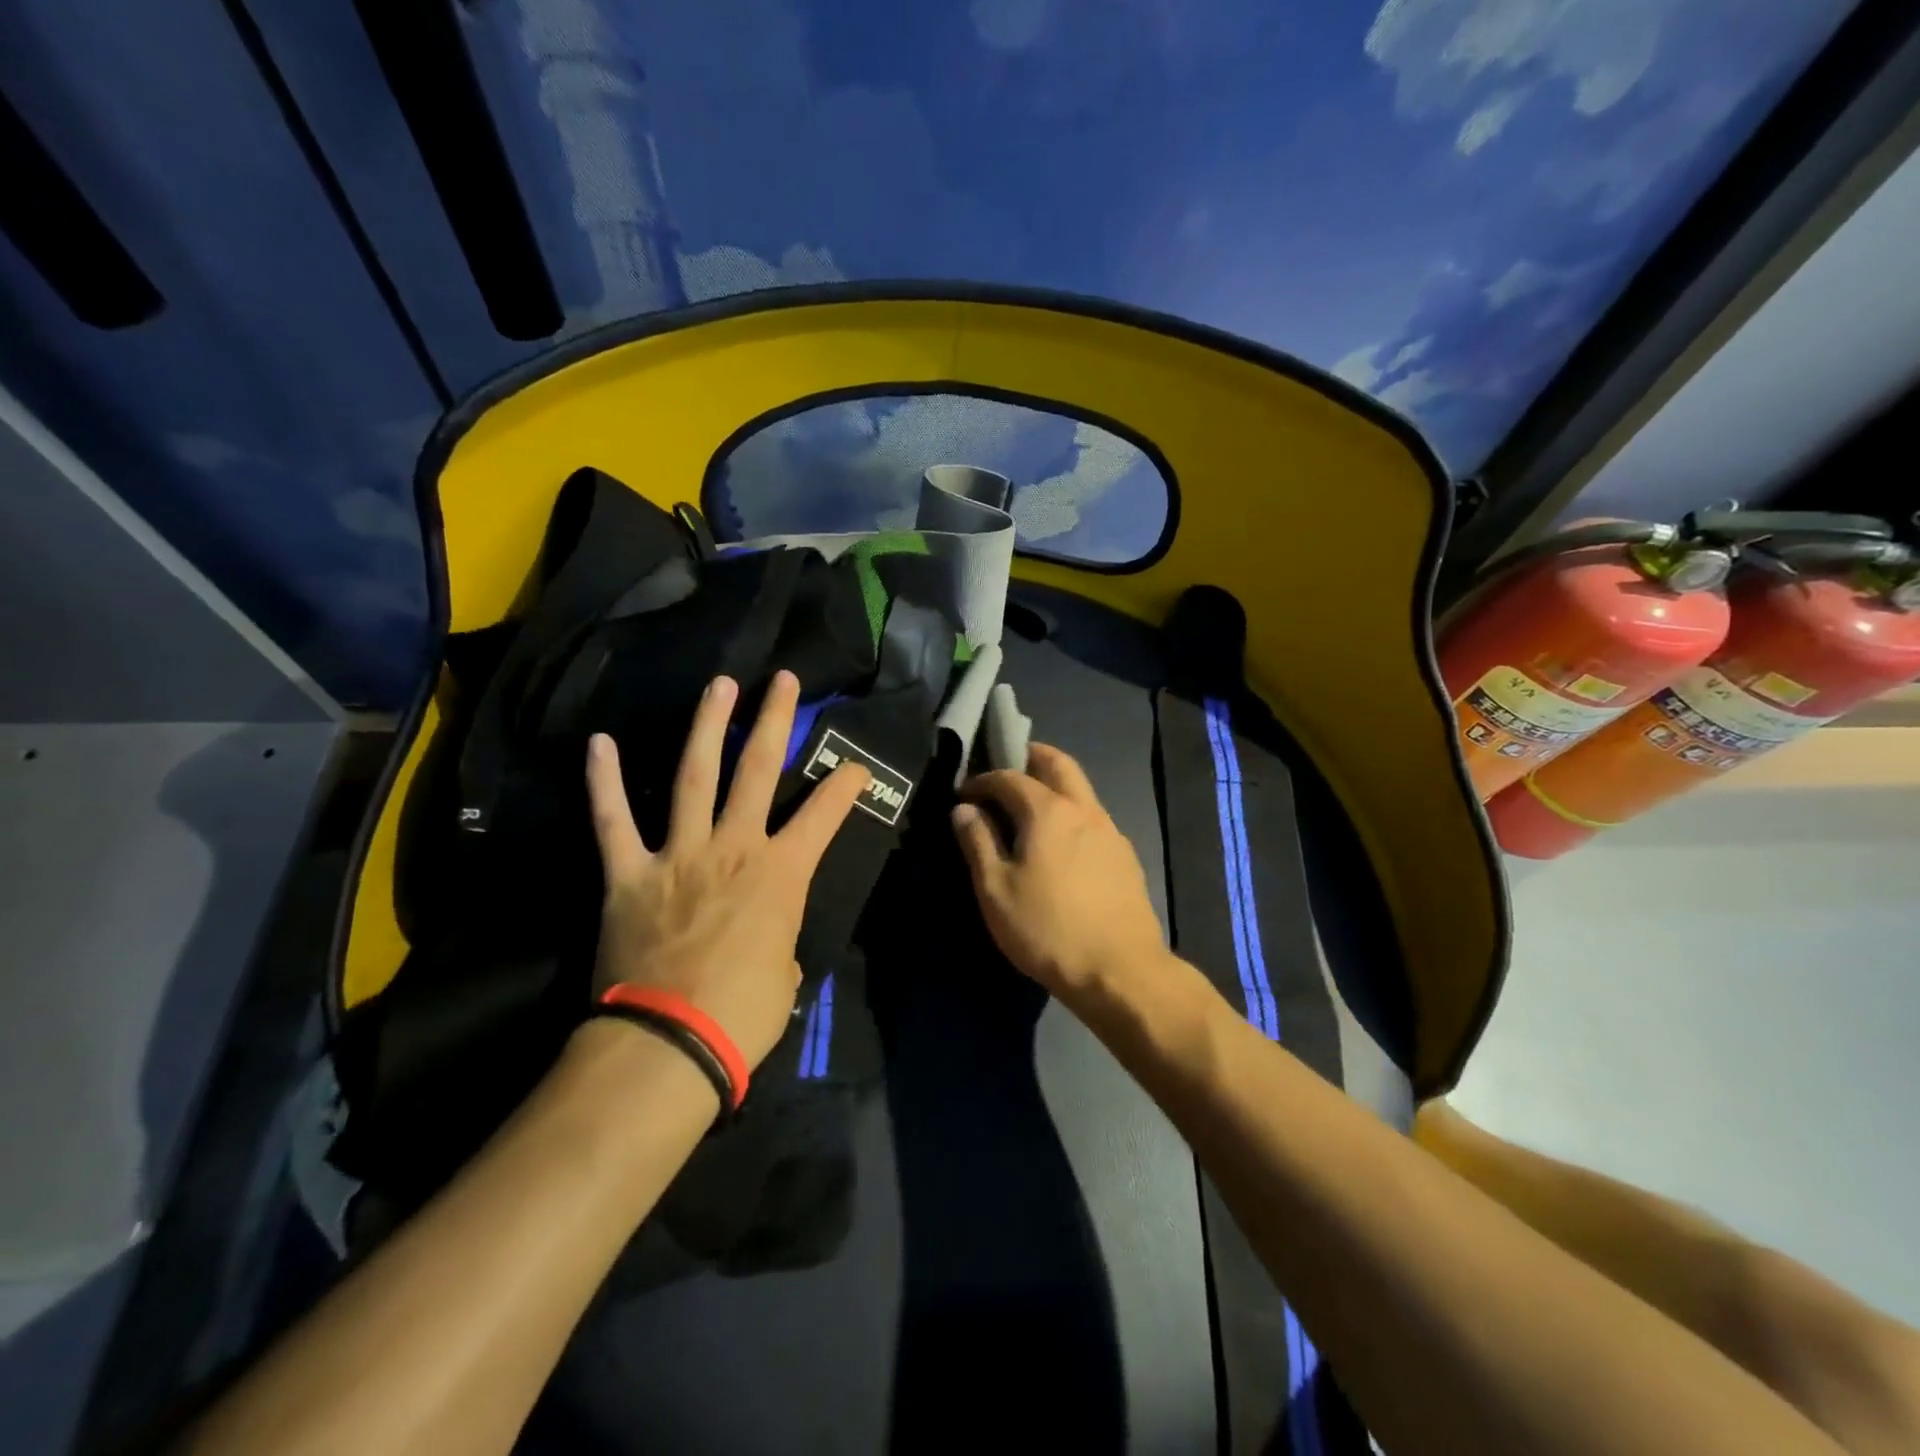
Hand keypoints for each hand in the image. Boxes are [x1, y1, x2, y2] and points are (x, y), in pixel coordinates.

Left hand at [585, 671, 869, 1068]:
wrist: (670, 1042)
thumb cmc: (743, 1013)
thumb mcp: (785, 972)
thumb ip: (778, 935)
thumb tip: (765, 932)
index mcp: (781, 872)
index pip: (824, 814)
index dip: (845, 785)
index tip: (856, 765)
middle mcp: (734, 846)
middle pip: (758, 769)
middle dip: (774, 720)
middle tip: (781, 680)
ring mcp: (679, 853)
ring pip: (694, 776)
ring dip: (708, 726)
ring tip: (719, 686)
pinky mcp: (630, 873)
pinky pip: (613, 821)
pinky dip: (604, 783)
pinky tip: (599, 743)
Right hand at [951, 743, 1168, 999]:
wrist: (1120, 971)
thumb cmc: (1047, 929)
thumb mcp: (996, 890)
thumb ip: (978, 842)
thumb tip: (963, 809)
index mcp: (1049, 810)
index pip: (1010, 777)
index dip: (983, 780)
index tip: (964, 794)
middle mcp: (1084, 809)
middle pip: (1059, 763)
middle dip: (1030, 757)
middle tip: (1006, 769)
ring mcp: (1110, 831)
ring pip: (1081, 789)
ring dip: (1054, 784)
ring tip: (1029, 809)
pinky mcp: (1125, 855)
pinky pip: (1093, 817)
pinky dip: (1071, 813)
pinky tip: (1061, 843)